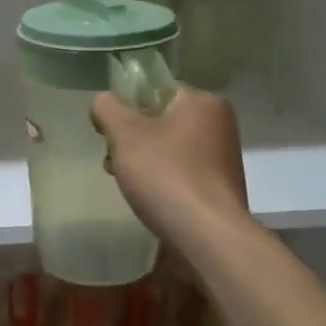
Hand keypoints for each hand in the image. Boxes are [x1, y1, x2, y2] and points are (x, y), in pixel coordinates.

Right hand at [90, 85, 248, 242]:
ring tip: (124, 181)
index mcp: (203, 102)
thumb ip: (108, 108)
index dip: (126, 105)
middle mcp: (219, 124)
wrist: (207, 236)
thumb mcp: (125, 135)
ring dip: (143, 159)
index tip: (107, 130)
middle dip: (132, 137)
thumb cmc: (166, 176)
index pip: (156, 89)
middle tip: (112, 158)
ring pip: (170, 147)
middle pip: (162, 119)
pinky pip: (182, 171)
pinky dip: (162, 178)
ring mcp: (222, 157)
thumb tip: (103, 101)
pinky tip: (147, 197)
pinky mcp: (219, 186)